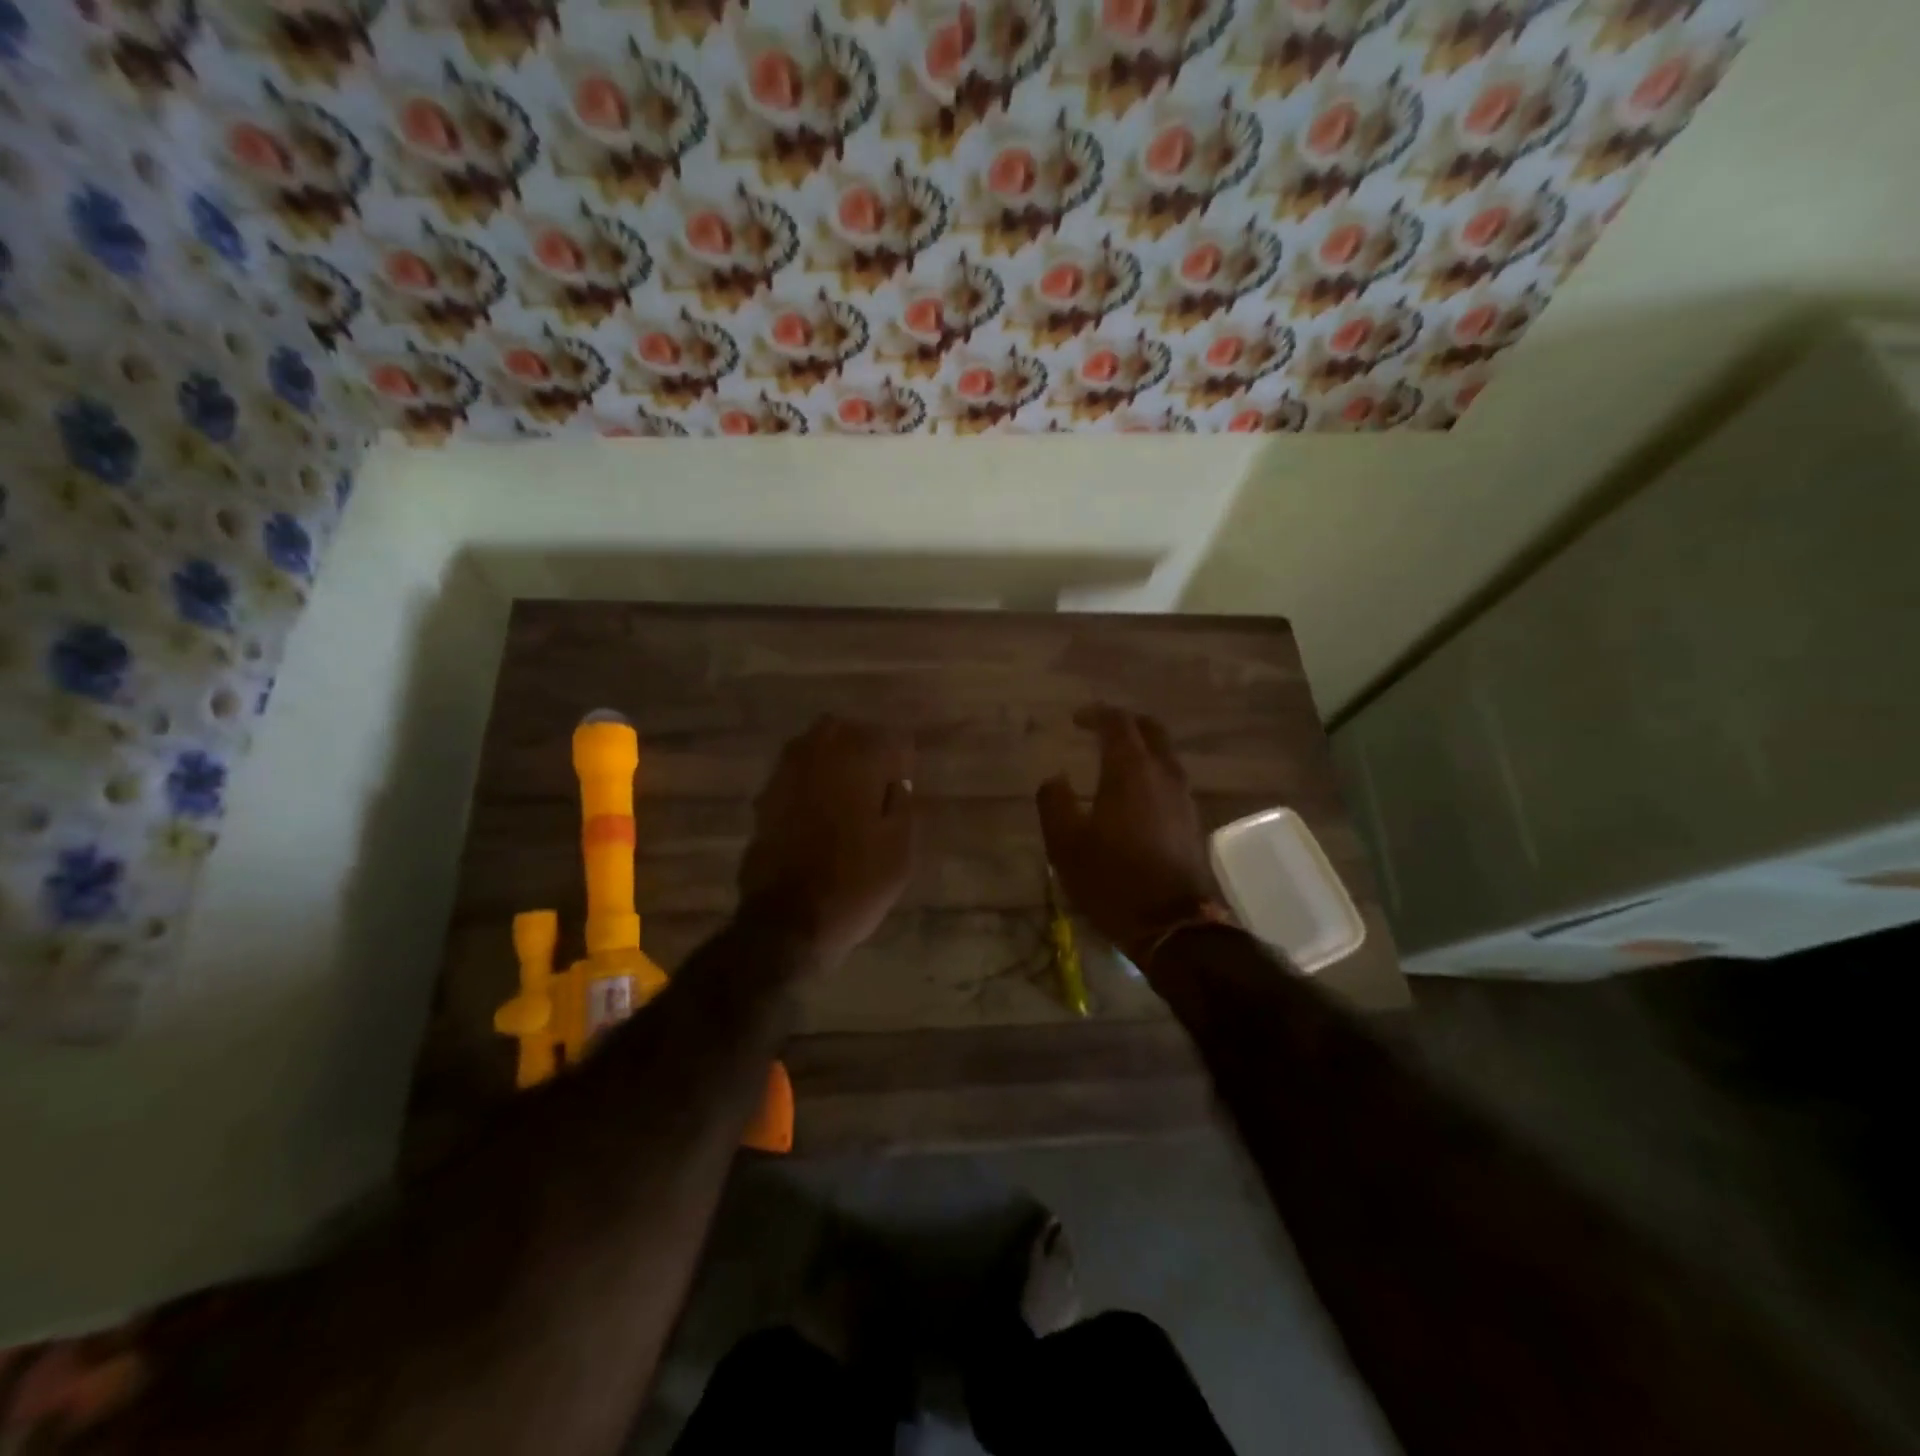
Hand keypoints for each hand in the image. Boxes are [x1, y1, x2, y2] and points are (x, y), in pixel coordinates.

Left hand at [738, 715, 915, 968]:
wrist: (788, 921)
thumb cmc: (856, 884)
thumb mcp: (899, 849)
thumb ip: (901, 804)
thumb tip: (896, 781)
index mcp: (857, 762)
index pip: (890, 738)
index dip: (901, 756)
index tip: (906, 775)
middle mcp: (817, 756)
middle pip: (843, 729)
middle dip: (862, 744)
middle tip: (877, 775)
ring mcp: (784, 776)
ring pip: (812, 746)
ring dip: (832, 758)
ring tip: (848, 788)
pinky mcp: (765, 799)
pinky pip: (793, 773)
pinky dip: (809, 780)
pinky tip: (819, 807)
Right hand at [1038, 705, 1214, 965]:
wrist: (1171, 924)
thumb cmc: (1112, 878)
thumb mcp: (1065, 843)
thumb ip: (1054, 801)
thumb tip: (1055, 778)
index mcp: (1131, 770)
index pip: (1118, 722)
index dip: (1096, 714)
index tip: (1076, 720)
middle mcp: (1164, 774)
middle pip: (1151, 730)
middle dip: (1126, 723)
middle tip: (1100, 730)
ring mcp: (1183, 797)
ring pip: (1165, 755)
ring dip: (1141, 749)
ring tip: (1115, 762)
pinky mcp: (1192, 821)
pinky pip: (1170, 780)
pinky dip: (1151, 773)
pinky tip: (1134, 795)